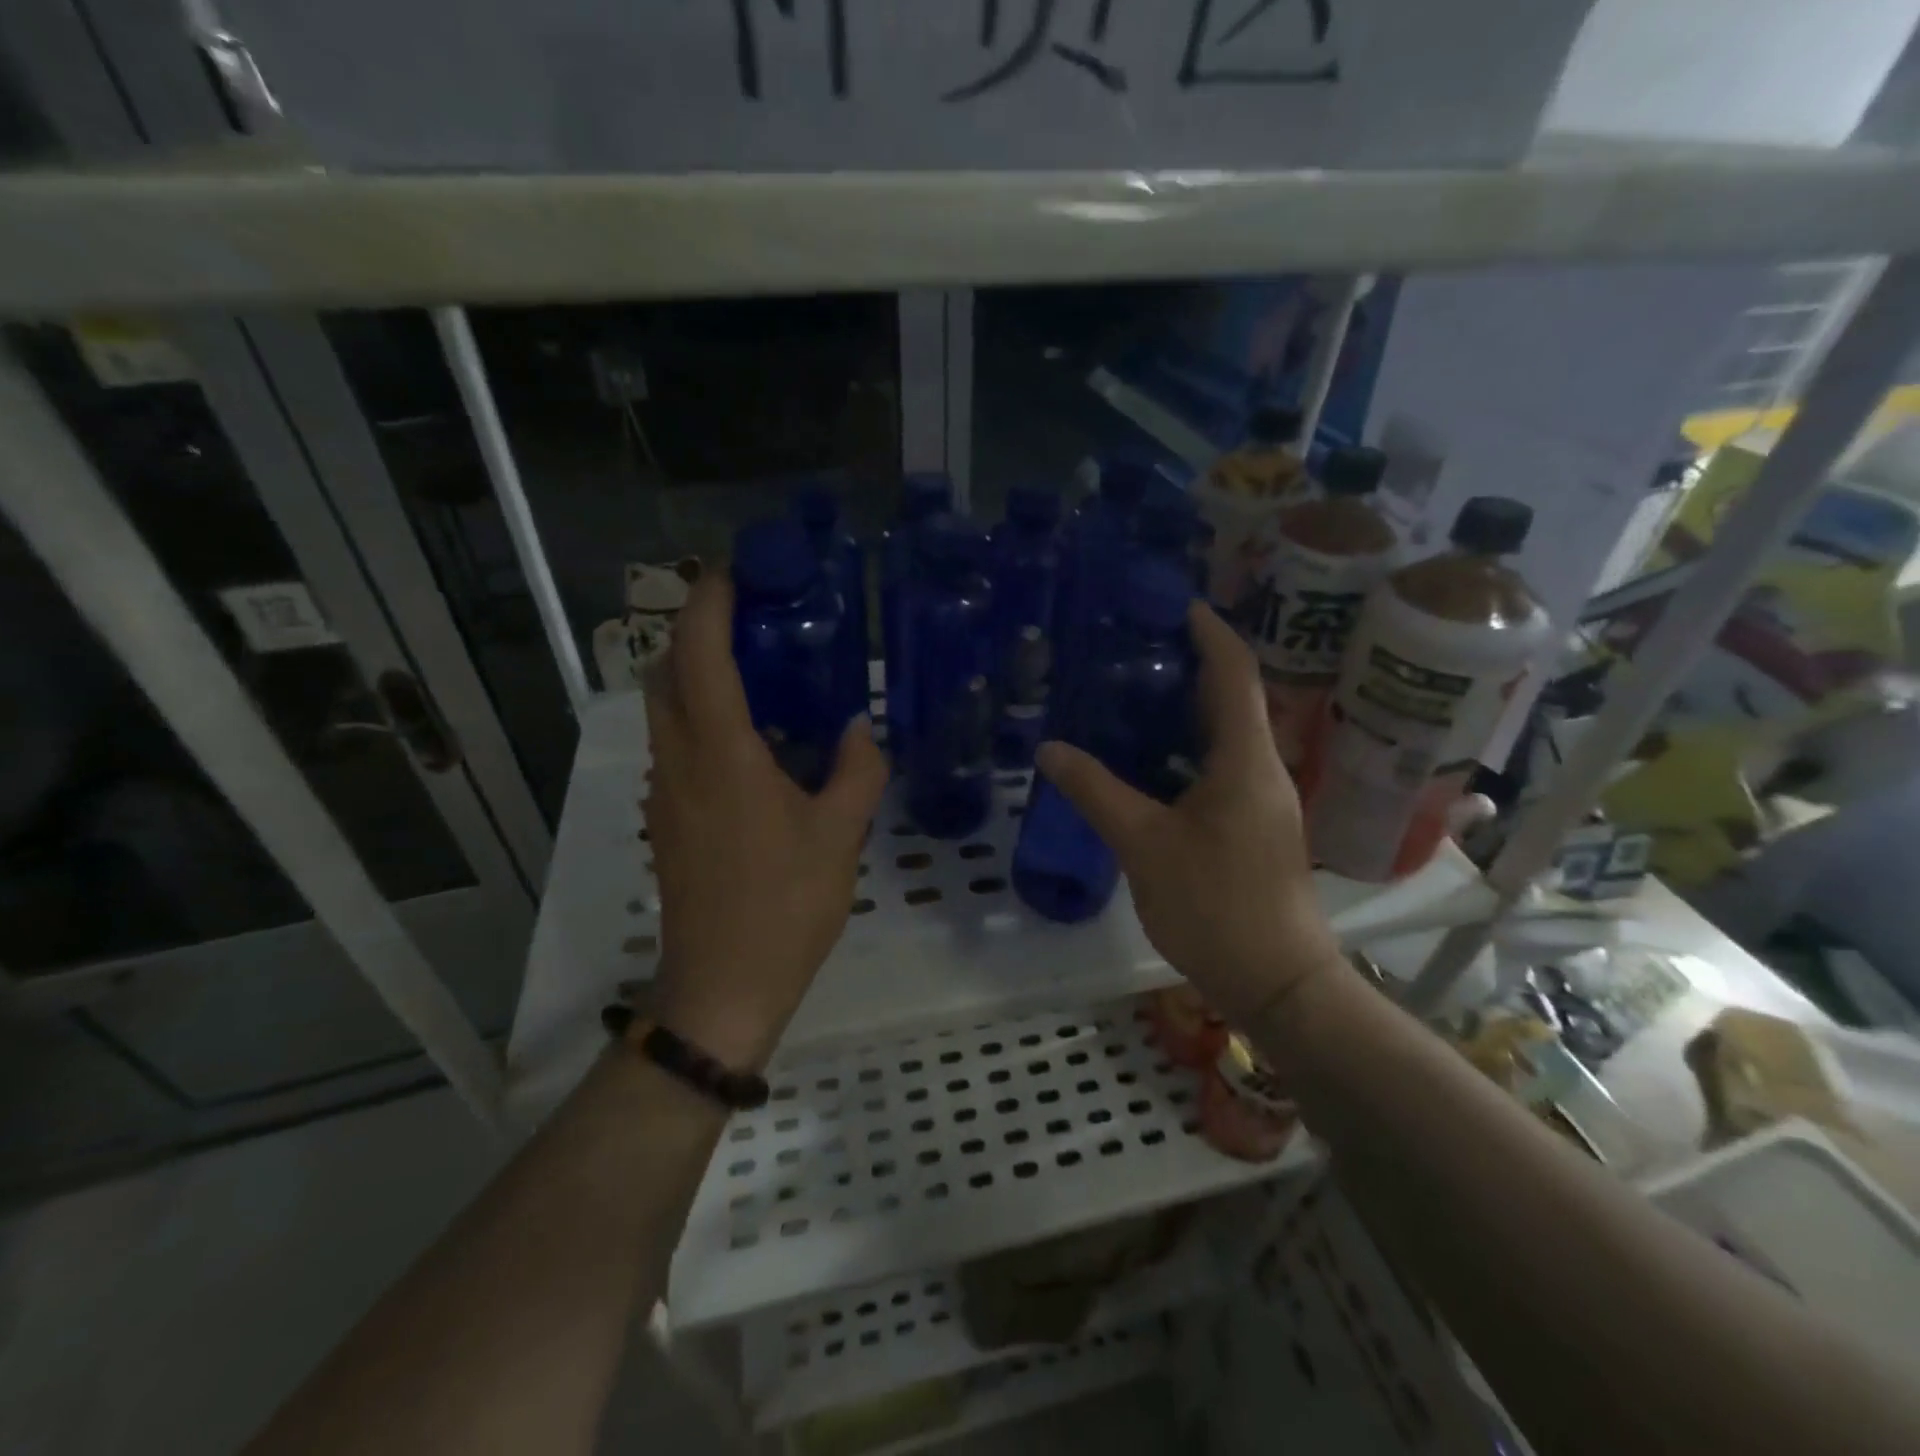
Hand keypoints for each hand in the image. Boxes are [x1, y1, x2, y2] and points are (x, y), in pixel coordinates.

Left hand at [642, 569, 887, 1069]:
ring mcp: (664, 792)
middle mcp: (679, 761)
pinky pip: (676, 745)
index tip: (736, 572)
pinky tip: (754, 743)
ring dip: (696, 674)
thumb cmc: (785, 905)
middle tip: (753, 622)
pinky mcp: (665, 819)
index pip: (699, 654)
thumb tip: (860, 729)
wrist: (722, 985)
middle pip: (666, 670)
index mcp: (721, 754)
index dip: (710, 602)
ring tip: (758, 674)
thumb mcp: (839, 835)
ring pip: (665, 708)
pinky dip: (701, 718)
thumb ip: (857, 771)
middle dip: (697, 631)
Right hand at [1035, 602, 1346, 1026]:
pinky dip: (1188, 749)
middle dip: (1191, 665)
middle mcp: (1263, 769)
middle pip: (1234, 697)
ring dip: (1188, 709)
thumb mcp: (1144, 845)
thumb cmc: (1215, 906)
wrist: (1279, 982)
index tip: (1177, 605)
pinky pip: (1222, 767)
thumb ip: (1096, 792)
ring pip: (1227, 735)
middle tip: (1136, 649)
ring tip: (1133, 696)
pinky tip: (1149, 762)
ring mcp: (1263, 800)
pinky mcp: (1255, 827)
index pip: (1235, 673)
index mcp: (1245, 760)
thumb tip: (1050, 749)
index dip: (1210, 632)